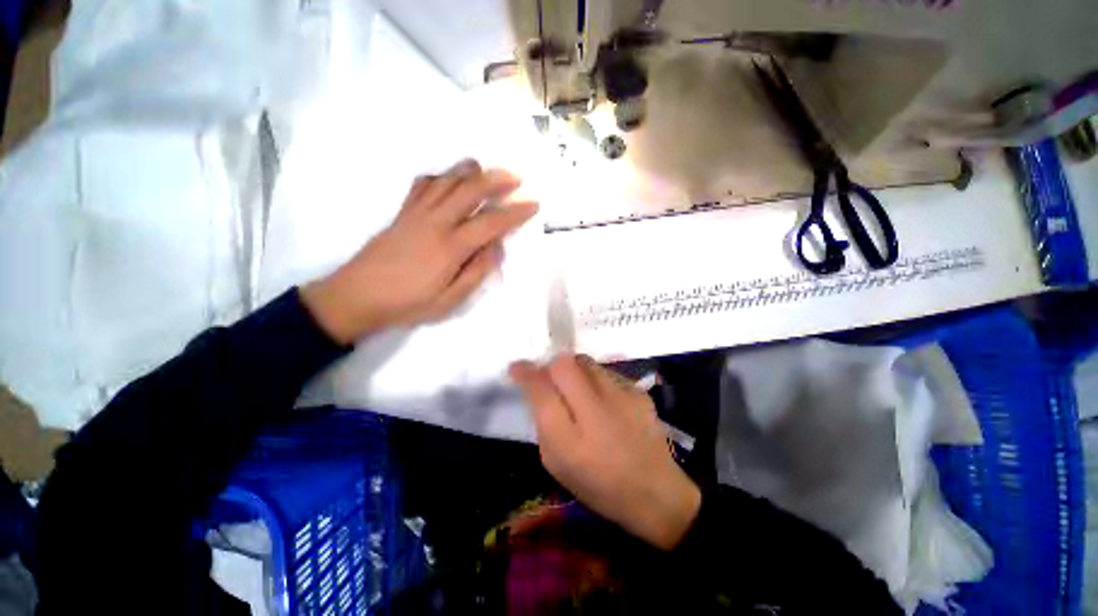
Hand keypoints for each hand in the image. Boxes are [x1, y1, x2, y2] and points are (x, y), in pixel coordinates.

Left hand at [302, 159, 537, 343]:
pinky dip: (441, 176)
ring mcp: (417, 212)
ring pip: (447, 180)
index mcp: (451, 247)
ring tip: (487, 170)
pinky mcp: (403, 211)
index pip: (491, 222)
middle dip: (497, 180)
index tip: (533, 204)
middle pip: (470, 189)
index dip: (515, 212)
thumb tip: (497, 247)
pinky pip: (424, 184)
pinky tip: (449, 180)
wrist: (358, 295)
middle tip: (516, 178)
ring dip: (471, 171)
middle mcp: (436, 222)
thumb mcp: (450, 300)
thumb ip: (477, 271)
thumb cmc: (409, 303)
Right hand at [510, 355, 701, 549]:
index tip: (517, 367)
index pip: (541, 390)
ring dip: (573, 370)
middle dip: (550, 366)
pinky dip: (594, 379)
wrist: (656, 492)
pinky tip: (602, 399)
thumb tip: (538, 388)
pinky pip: (605, 372)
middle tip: (550, 379)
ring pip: (585, 362)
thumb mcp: (558, 464)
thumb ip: (543, 423)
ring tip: (576, 389)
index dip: (525, 373)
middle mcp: (596, 411)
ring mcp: (622, 396)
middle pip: (564, 364)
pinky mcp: (638, 390)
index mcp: (570, 441)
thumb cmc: (599, 485)